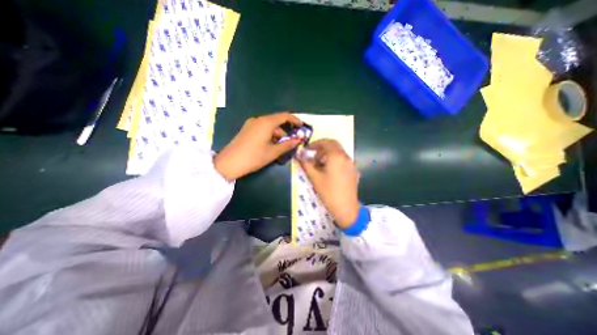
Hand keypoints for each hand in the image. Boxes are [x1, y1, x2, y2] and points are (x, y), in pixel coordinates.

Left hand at [215, 113, 302, 179]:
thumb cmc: (254, 157)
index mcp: (266, 122)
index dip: (295, 120)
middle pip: (276, 121)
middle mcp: (258, 120)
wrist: (229, 163)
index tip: (302, 127)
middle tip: (292, 141)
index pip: (284, 116)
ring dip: (277, 134)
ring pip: (269, 126)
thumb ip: (288, 145)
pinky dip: (269, 135)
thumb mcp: (273, 152)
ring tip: (282, 146)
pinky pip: (262, 129)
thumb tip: (299, 140)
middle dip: (286, 130)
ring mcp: (251, 124)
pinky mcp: (246, 130)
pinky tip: (271, 145)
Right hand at [297, 139, 358, 227]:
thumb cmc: (328, 192)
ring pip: (339, 152)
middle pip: (334, 145)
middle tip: (313, 156)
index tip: (307, 150)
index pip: (326, 142)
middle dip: (322, 148)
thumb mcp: (315, 178)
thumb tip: (299, 155)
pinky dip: (335, 160)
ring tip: (319, 165)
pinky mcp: (354, 170)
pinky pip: (343, 160)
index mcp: (336, 156)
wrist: (346, 208)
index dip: (315, 144)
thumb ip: (306, 164)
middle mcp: (346, 156)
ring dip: (328, 154)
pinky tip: (329, 171)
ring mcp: (351, 164)